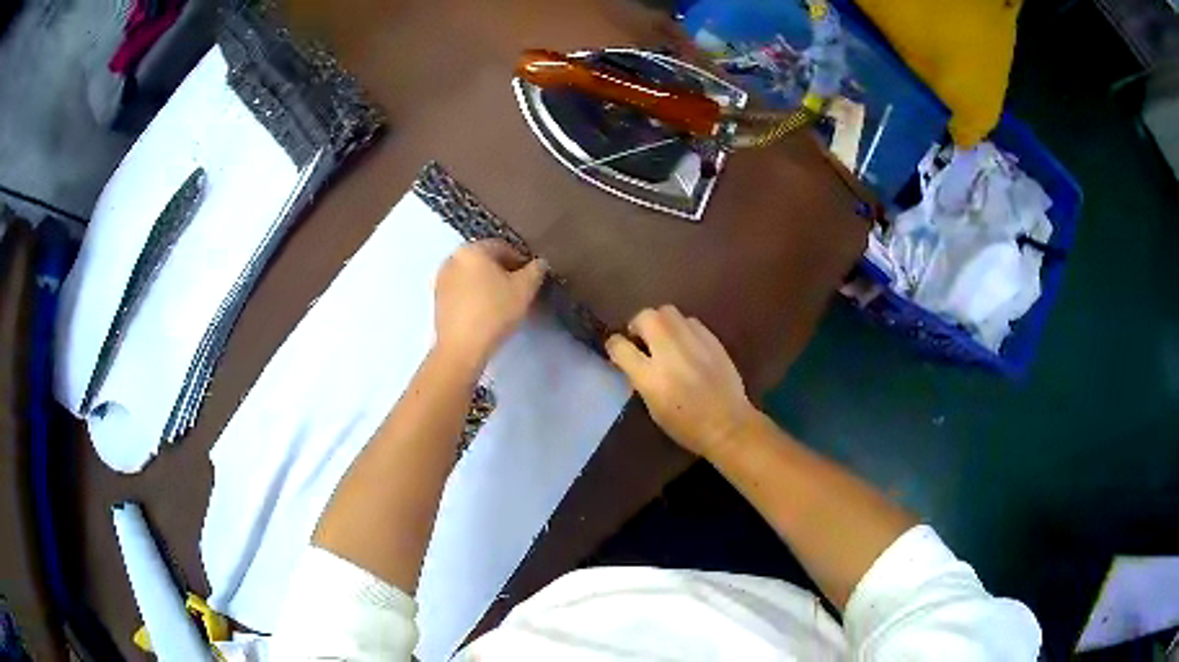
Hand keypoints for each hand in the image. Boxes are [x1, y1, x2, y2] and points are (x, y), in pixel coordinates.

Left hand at [434, 240, 546, 367]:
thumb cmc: (494, 312)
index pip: (503, 247)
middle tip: (518, 292)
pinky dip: (474, 296)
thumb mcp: (525, 289)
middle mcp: (452, 258)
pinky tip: (485, 313)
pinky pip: (461, 291)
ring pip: (472, 276)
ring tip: (502, 304)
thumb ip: (536, 270)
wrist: (461, 348)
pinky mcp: (436, 300)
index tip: (531, 279)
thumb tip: (539, 263)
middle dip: (503, 273)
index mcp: (472, 249)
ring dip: (487, 285)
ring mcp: (441, 280)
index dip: (521, 262)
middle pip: (485, 261)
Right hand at [606, 305, 757, 458]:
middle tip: (642, 339)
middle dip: (638, 324)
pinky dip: (682, 328)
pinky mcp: (712, 339)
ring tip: (665, 338)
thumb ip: (640, 379)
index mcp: (650, 376)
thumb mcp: (653, 407)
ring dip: (661, 322)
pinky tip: (687, 344)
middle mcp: (669, 352)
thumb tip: (632, 362)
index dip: (614, 345)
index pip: (619, 346)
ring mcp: (693, 342)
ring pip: (668, 311)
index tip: (617, 350)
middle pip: (645, 316)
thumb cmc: (686, 426)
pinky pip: (690, 321)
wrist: (728, 425)